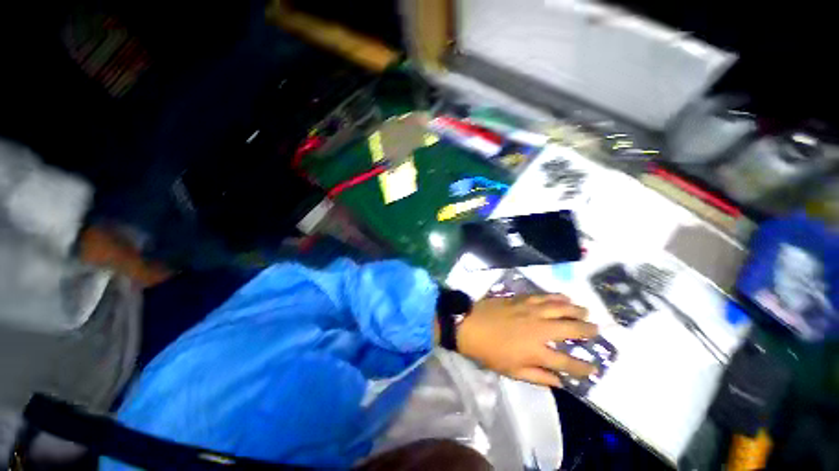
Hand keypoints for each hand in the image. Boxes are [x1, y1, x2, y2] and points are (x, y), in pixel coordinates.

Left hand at [456, 294, 597, 386]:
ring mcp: (530, 311)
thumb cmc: (489, 351)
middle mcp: (539, 329)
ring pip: (560, 308)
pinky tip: (564, 297)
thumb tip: (560, 383)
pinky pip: (543, 296)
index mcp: (536, 351)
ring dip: (575, 310)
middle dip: (587, 331)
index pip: (567, 362)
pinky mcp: (521, 299)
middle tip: (596, 331)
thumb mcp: (512, 371)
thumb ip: (538, 377)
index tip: (594, 368)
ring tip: (585, 311)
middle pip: (570, 329)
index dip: (583, 367)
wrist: (470, 325)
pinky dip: (556, 296)